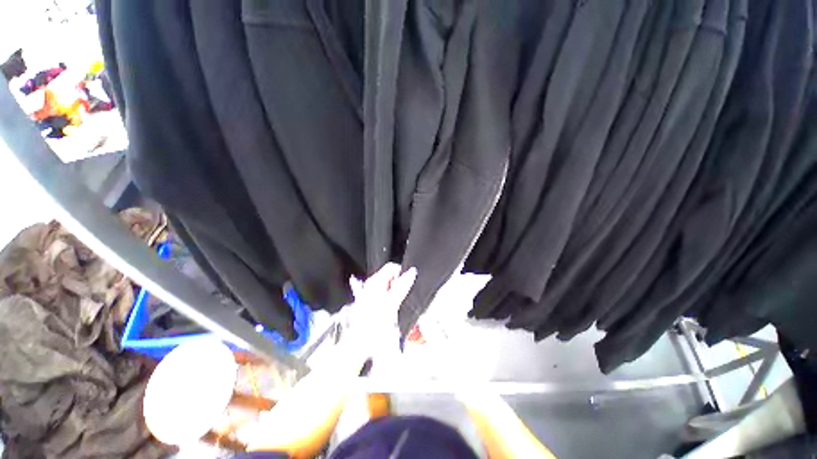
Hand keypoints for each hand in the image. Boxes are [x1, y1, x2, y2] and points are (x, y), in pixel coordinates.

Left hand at [344, 263, 416, 359]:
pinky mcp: (370, 301)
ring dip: (396, 292)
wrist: (359, 342)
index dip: (402, 273)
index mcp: (375, 281)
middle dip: (399, 284)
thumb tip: (412, 271)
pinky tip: (391, 309)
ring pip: (388, 285)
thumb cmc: (375, 322)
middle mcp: (371, 283)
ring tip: (397, 305)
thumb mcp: (392, 303)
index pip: (392, 267)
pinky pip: (384, 293)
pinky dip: (391, 298)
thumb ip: (402, 286)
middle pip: (390, 276)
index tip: (407, 287)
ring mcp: (370, 292)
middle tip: (402, 298)